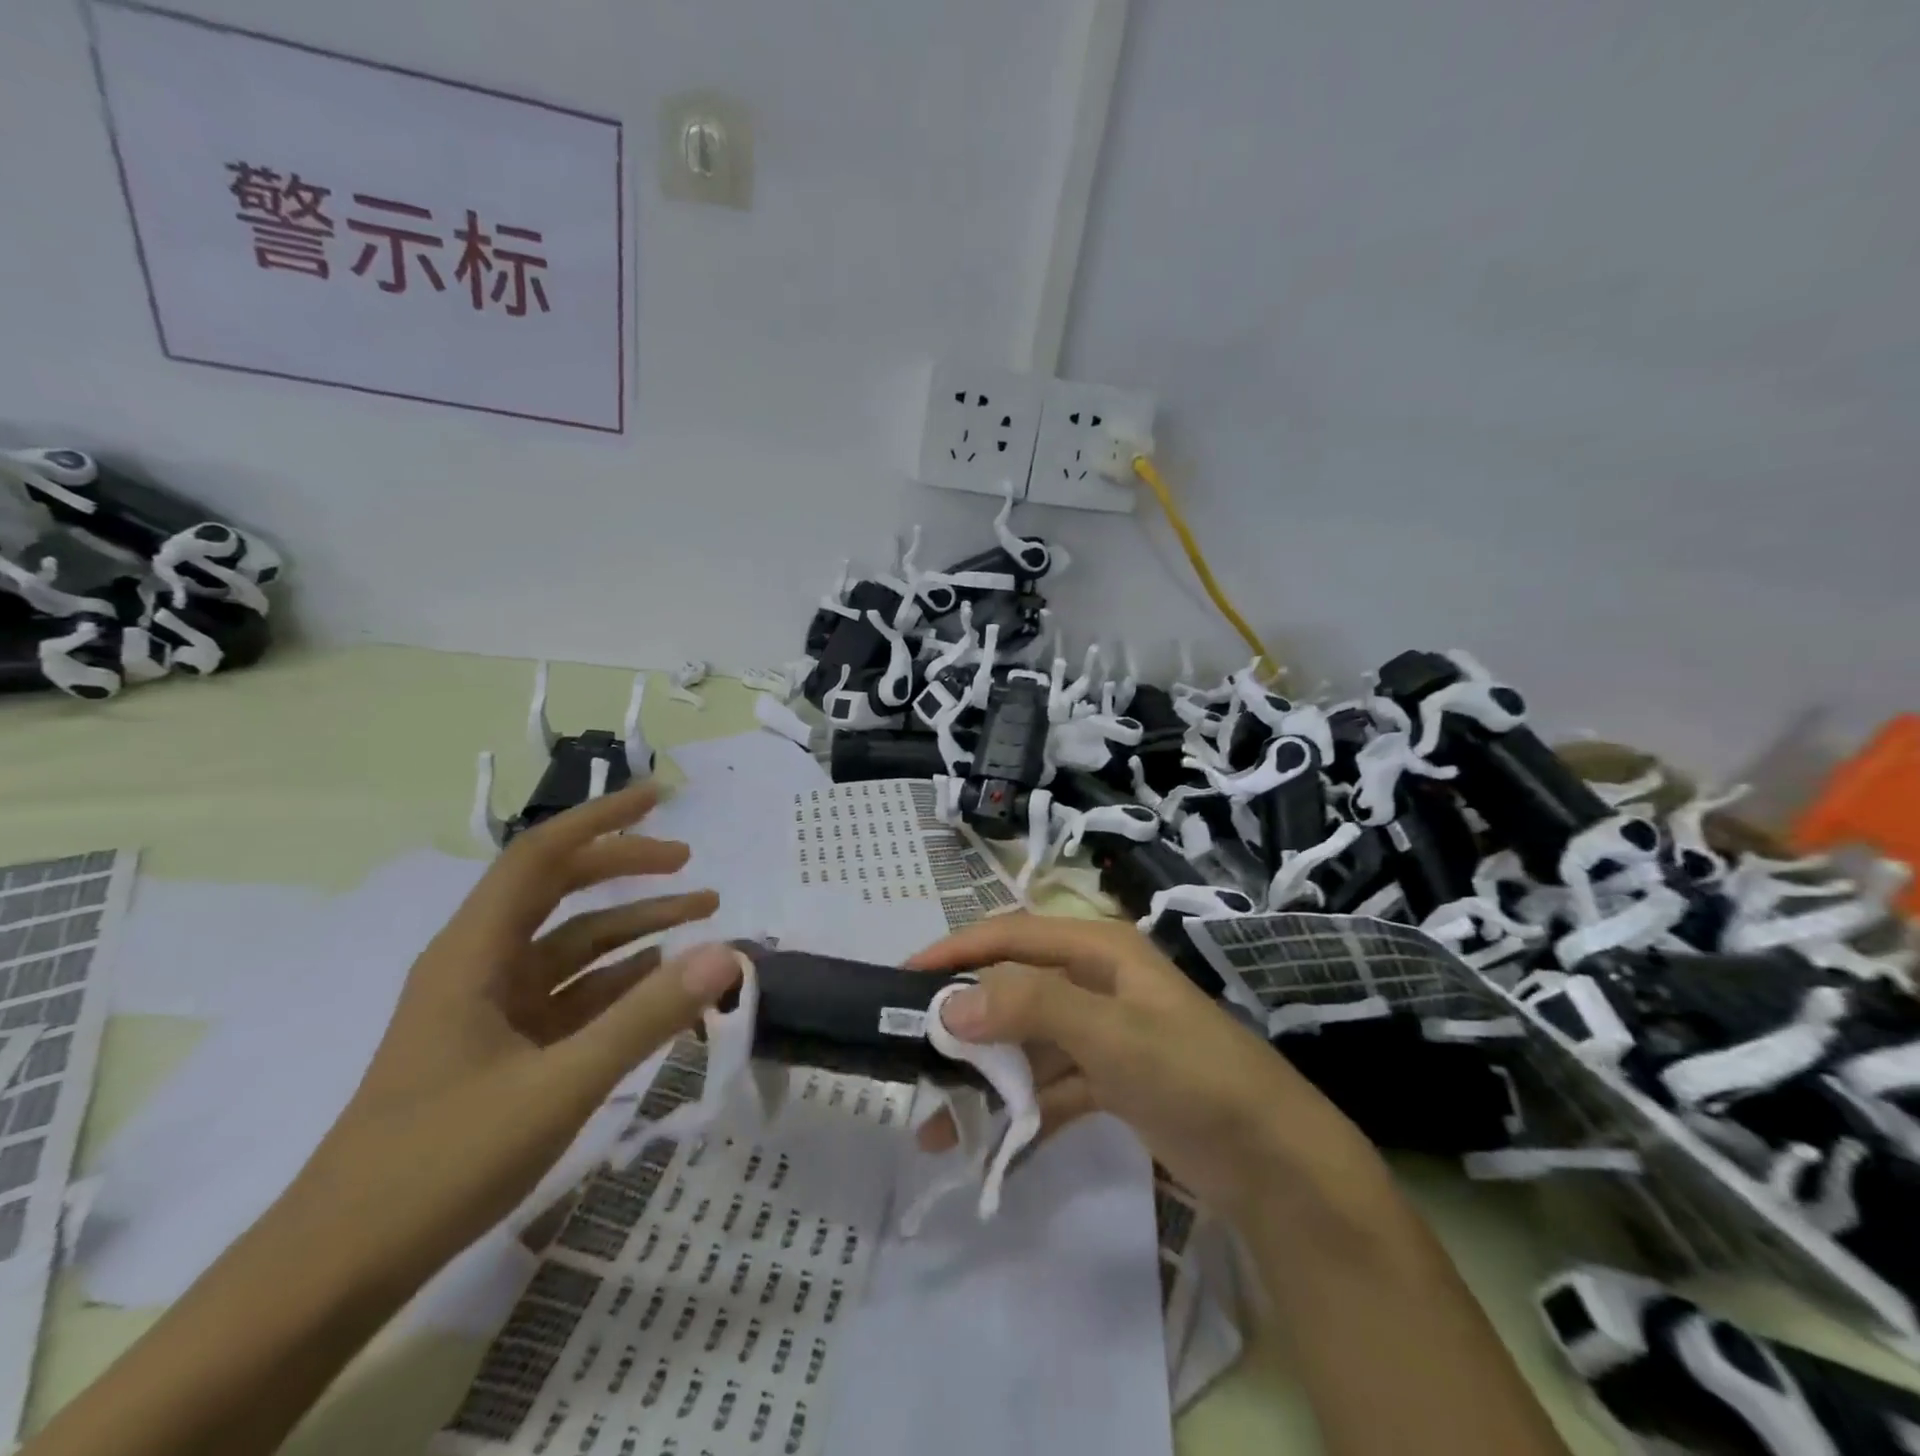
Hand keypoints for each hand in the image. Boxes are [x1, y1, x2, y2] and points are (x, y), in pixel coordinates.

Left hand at [290, 781, 741, 1289]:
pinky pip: (573, 994)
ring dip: (634, 927)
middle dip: (626, 869)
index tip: (659, 798)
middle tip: (690, 862)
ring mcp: (492, 1008)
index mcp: (475, 953)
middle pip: (559, 890)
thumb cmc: (442, 1162)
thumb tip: (729, 953)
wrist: (339, 1269)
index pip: (540, 856)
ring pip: (573, 945)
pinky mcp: (503, 1047)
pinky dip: (620, 980)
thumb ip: (647, 1016)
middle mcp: (481, 965)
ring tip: (702, 916)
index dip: (601, 820)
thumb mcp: (560, 1085)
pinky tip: (663, 982)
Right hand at [909, 914, 1385, 1219]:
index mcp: (1099, 950)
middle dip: (966, 1020)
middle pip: (1015, 989)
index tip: (907, 978)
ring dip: (987, 1076)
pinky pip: (1051, 1086)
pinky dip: (1022, 1111)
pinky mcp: (1112, 1081)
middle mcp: (1097, 982)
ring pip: (1029, 1043)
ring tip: (938, 1117)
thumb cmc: (1192, 1075)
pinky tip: (991, 1145)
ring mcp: (1105, 1033)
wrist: (1275, 1161)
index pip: (1012, 935)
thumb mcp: (1111, 1033)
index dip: (959, 950)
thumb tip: (951, 1005)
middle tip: (914, 1053)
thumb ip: (1031, 1008)